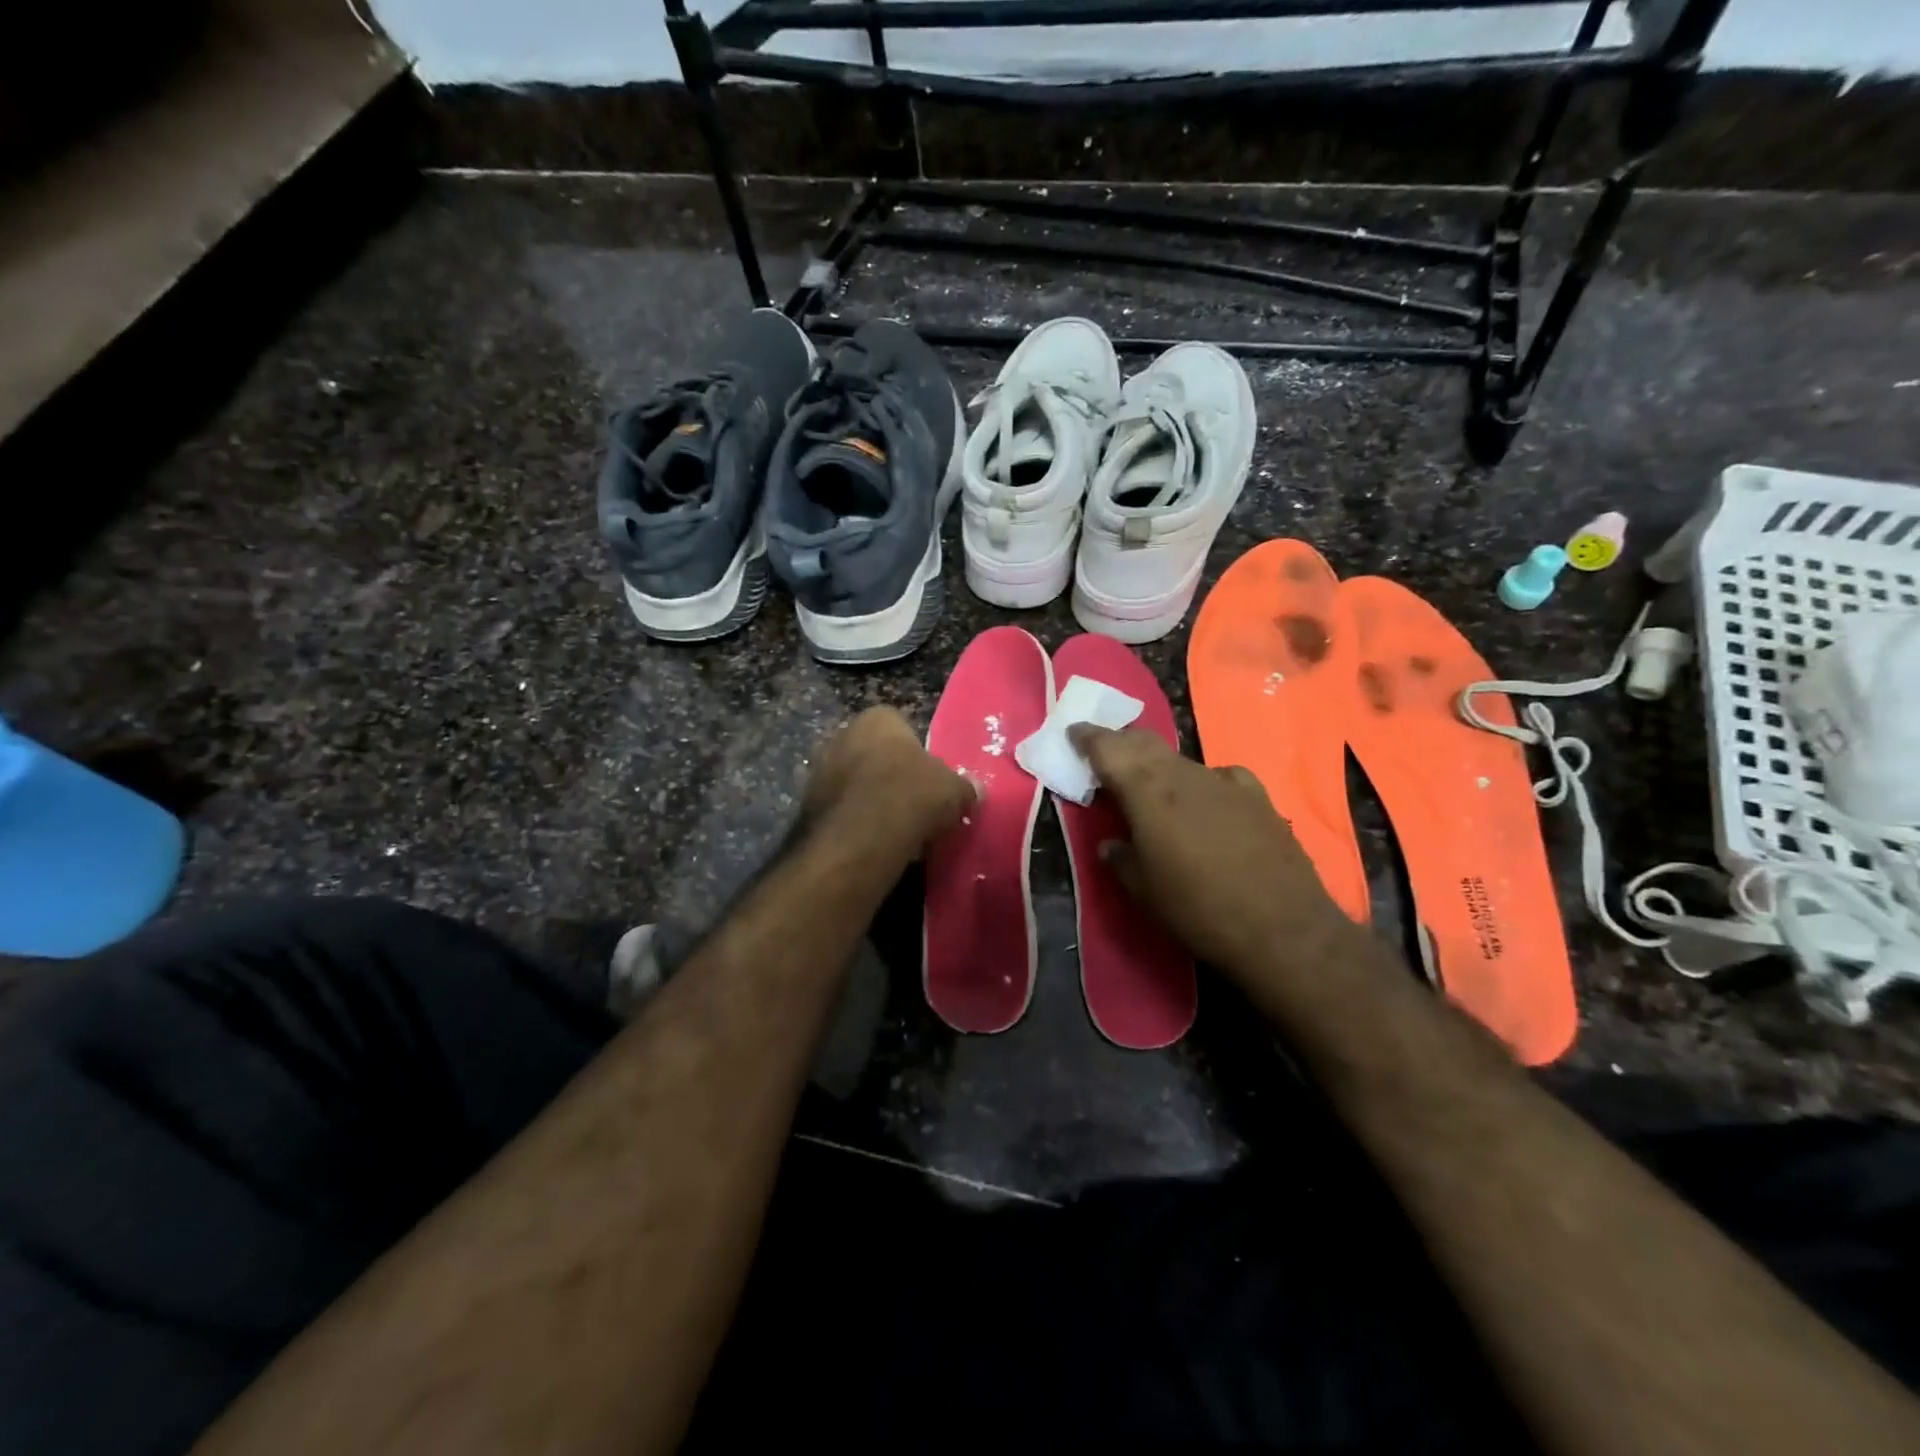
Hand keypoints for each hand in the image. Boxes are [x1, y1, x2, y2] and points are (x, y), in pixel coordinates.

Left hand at [803, 707, 976, 853]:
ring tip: (896, 828)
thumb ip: (964, 786)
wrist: (860, 840)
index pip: (900, 725)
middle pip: (874, 754)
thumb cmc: (911, 796)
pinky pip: (841, 811)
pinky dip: (855, 823)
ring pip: (855, 784)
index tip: (930, 778)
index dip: (917, 752)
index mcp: (876, 719)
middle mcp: (841, 735)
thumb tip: (974, 789)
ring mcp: (819, 771)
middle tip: (915, 803)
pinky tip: (874, 843)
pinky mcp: (807, 808)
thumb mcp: (953, 789)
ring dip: (871, 801)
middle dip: (891, 775)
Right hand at [1070, 725, 1350, 973]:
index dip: (1088, 737)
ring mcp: (1224, 781)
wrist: (1282, 927)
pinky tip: (1207, 799)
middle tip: (1105, 754)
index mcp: (1147, 791)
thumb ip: (1121, 859)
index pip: (1109, 748)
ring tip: (1150, 783)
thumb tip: (1111, 845)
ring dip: (1158, 764)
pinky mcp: (1257, 796)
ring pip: (1180, 759)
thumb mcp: (1143, 891)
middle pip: (1145, 743)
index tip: (1073, 731)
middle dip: (1121, 743)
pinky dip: (1201, 781)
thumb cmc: (1197, 909)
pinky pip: (1219, 776)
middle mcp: (1183, 775)